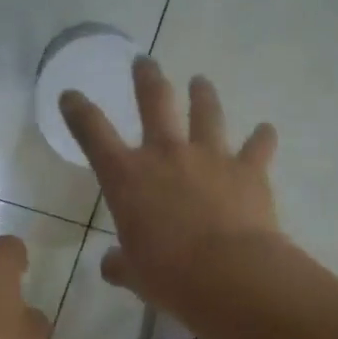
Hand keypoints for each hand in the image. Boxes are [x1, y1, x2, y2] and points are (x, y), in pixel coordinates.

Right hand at [60, 57, 281, 311]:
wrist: (228, 274)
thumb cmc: (169, 275)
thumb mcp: (134, 274)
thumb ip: (120, 264)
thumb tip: (111, 264)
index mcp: (127, 178)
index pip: (93, 133)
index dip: (79, 111)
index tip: (71, 95)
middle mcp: (166, 155)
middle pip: (154, 101)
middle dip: (147, 79)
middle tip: (145, 63)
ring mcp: (210, 156)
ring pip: (206, 112)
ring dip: (202, 94)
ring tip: (200, 82)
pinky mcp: (249, 169)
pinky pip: (258, 146)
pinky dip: (262, 137)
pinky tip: (266, 130)